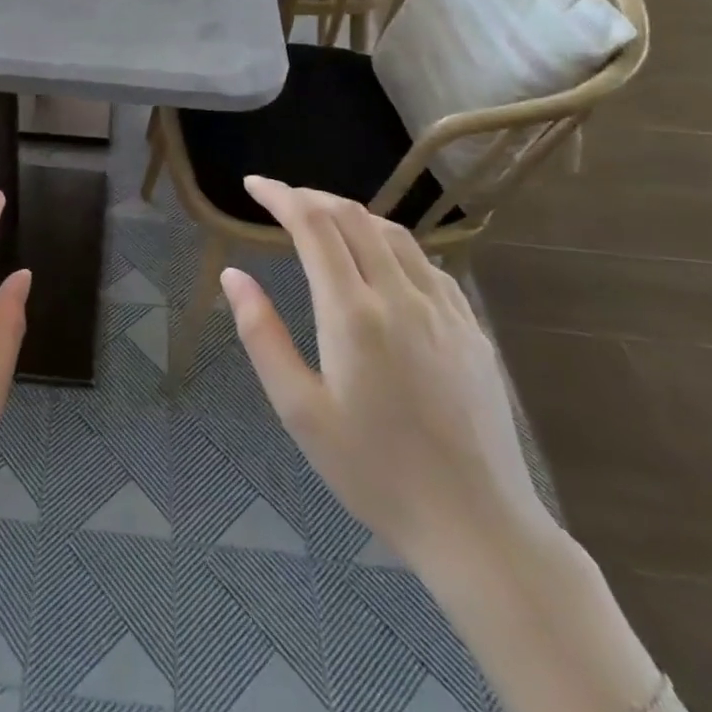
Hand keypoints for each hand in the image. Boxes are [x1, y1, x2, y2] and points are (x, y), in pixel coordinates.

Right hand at [220, 176, 550, 569]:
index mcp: (353, 313)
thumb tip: (233, 275)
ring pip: (393, 233)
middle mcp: (401, 296)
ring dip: (351, 214)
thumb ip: (262, 335)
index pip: (313, 226)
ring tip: (322, 221)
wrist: (478, 526)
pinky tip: (380, 261)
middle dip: (311, 197)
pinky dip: (390, 243)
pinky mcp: (472, 328)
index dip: (280, 196)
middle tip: (280, 201)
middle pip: (353, 217)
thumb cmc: (374, 471)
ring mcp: (444, 309)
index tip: (253, 185)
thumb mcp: (299, 410)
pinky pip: (426, 263)